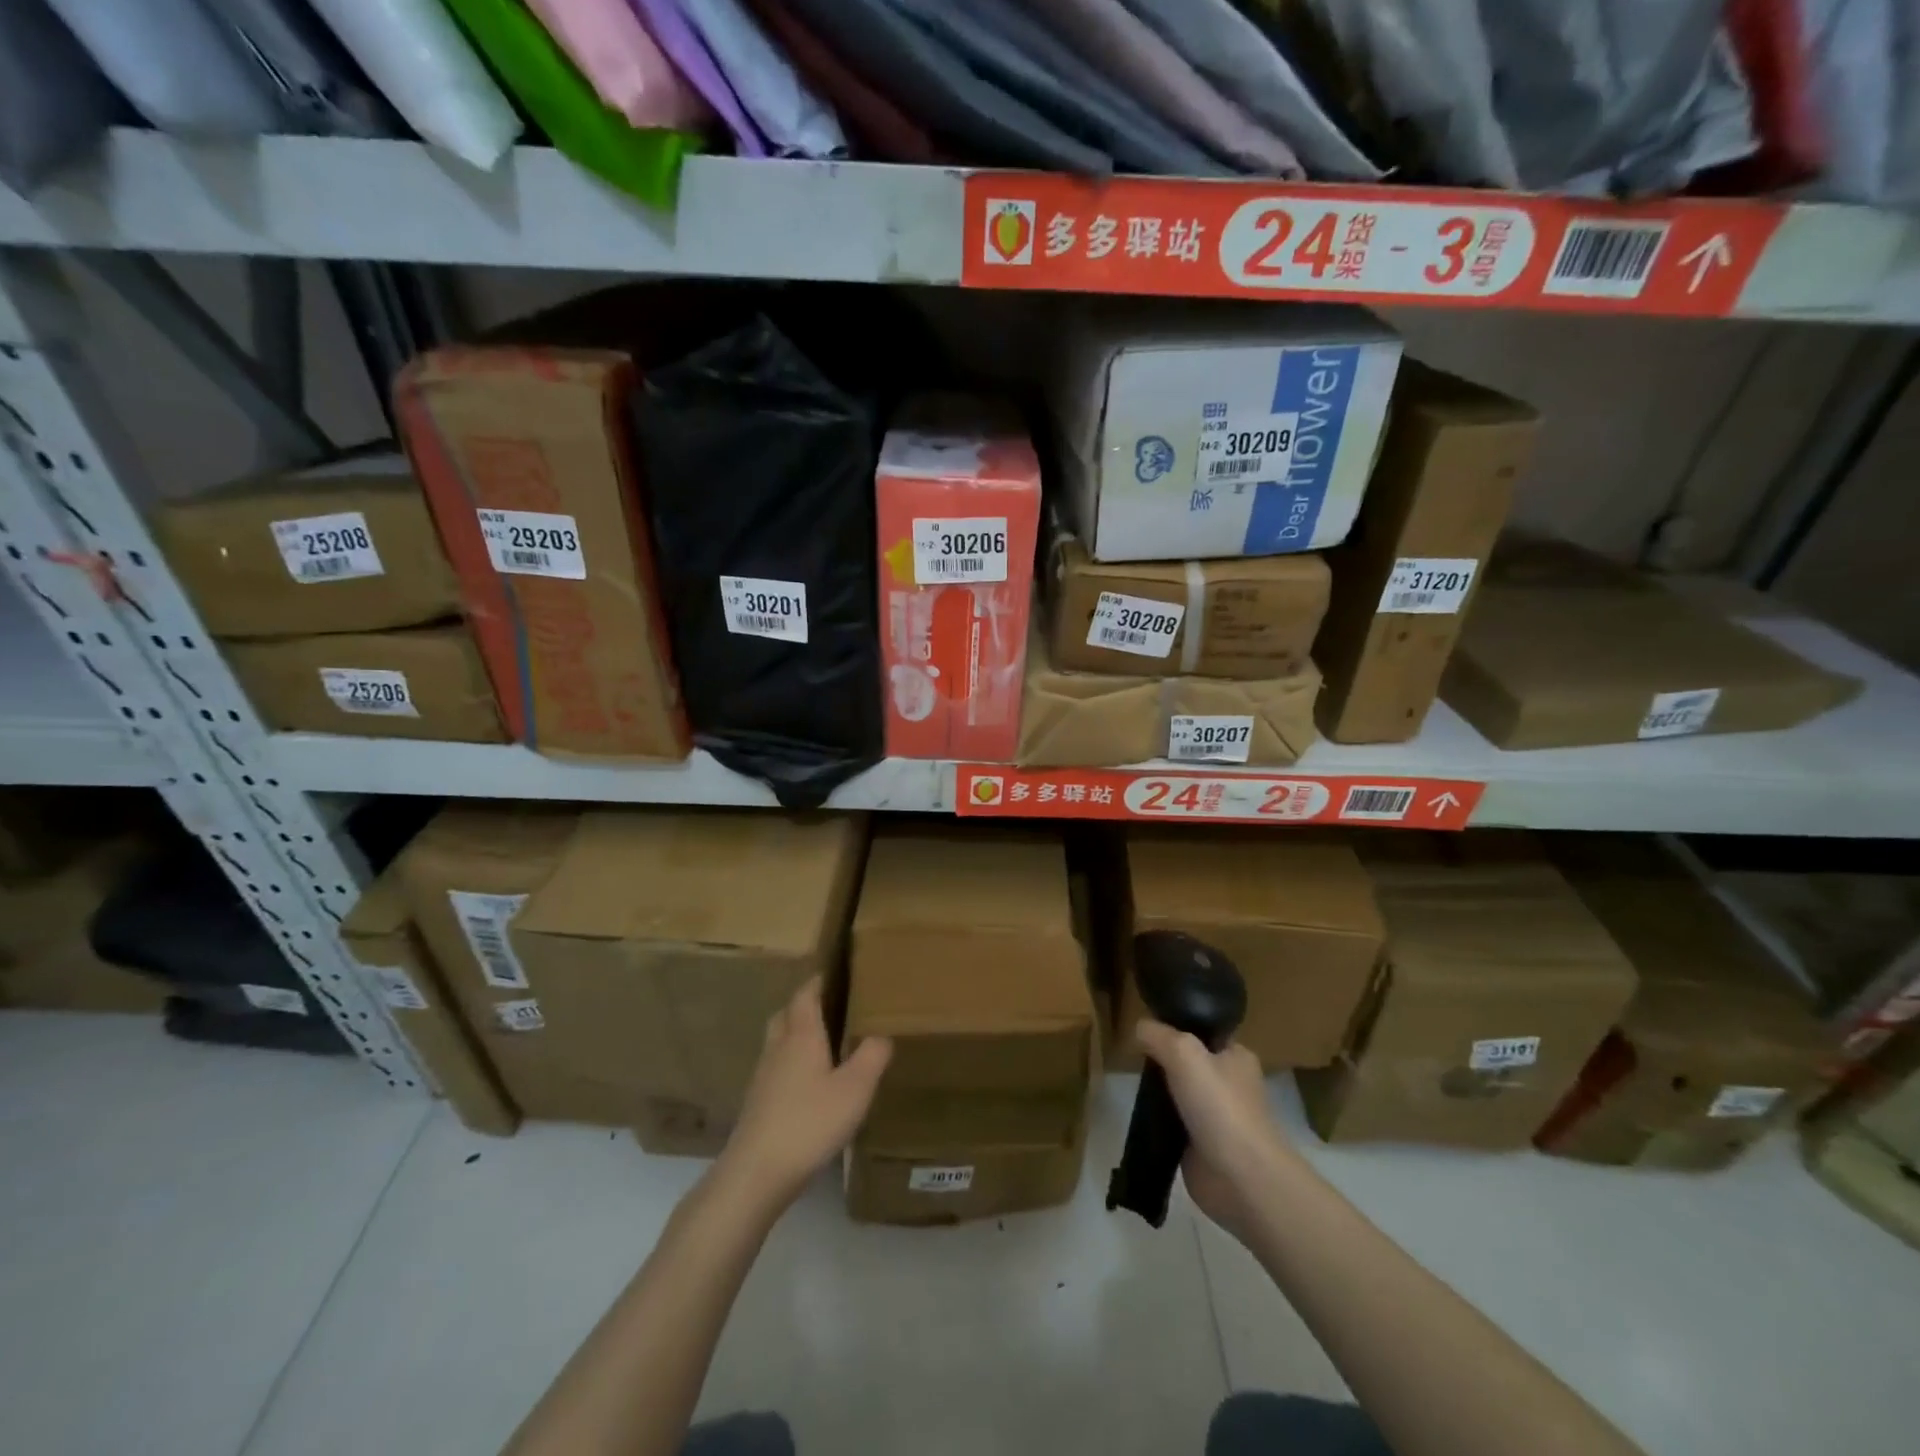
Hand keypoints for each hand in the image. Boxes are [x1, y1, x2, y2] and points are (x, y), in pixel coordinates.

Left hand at [716, 978, 892, 1212]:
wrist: (756, 1173)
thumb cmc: (810, 1122)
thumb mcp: (855, 1089)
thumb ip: (872, 1056)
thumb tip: (882, 1034)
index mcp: (801, 1036)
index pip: (805, 996)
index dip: (817, 982)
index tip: (833, 973)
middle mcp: (778, 1049)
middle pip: (786, 1015)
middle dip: (803, 1006)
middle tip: (829, 1007)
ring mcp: (763, 1077)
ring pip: (777, 1042)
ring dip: (795, 1035)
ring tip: (821, 1044)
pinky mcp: (757, 1104)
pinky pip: (775, 1069)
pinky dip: (790, 1064)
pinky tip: (806, 1085)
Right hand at [1135, 1019, 1287, 1241]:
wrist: (1241, 1178)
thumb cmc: (1220, 1106)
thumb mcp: (1184, 1053)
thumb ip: (1158, 1035)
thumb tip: (1139, 1028)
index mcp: (1236, 1056)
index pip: (1203, 1031)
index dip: (1176, 1026)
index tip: (1147, 1029)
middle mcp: (1230, 1084)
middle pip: (1188, 1062)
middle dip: (1163, 1061)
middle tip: (1136, 1058)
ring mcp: (1216, 1117)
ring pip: (1179, 1093)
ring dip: (1159, 1092)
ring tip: (1134, 1085)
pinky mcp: (1202, 1146)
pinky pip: (1174, 1123)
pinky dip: (1159, 1121)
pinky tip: (1140, 1116)